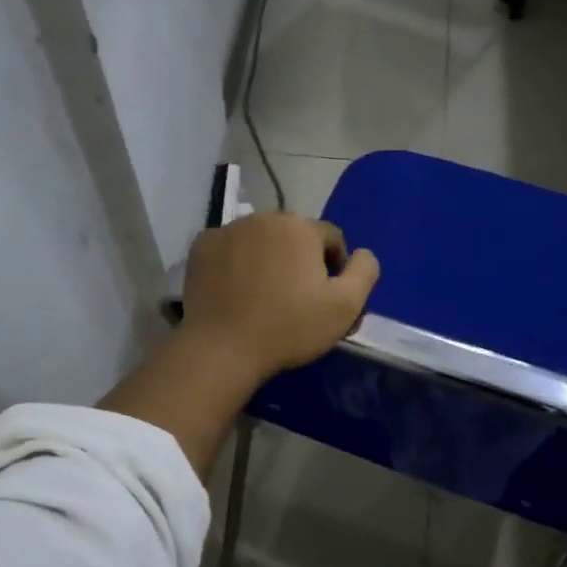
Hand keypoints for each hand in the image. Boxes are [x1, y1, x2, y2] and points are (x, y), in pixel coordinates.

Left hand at [179, 212, 379, 382]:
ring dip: (268, 259)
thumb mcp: (345, 307)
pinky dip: (236, 263)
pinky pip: (230, 249)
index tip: (328, 298)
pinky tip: (236, 292)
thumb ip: (364, 272)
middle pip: (294, 236)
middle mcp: (263, 218)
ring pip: (261, 240)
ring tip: (265, 296)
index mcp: (300, 227)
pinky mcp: (201, 247)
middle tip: (297, 299)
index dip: (336, 267)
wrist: (222, 348)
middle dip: (300, 260)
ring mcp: (228, 230)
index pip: (331, 238)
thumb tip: (362, 254)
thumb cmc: (289, 328)